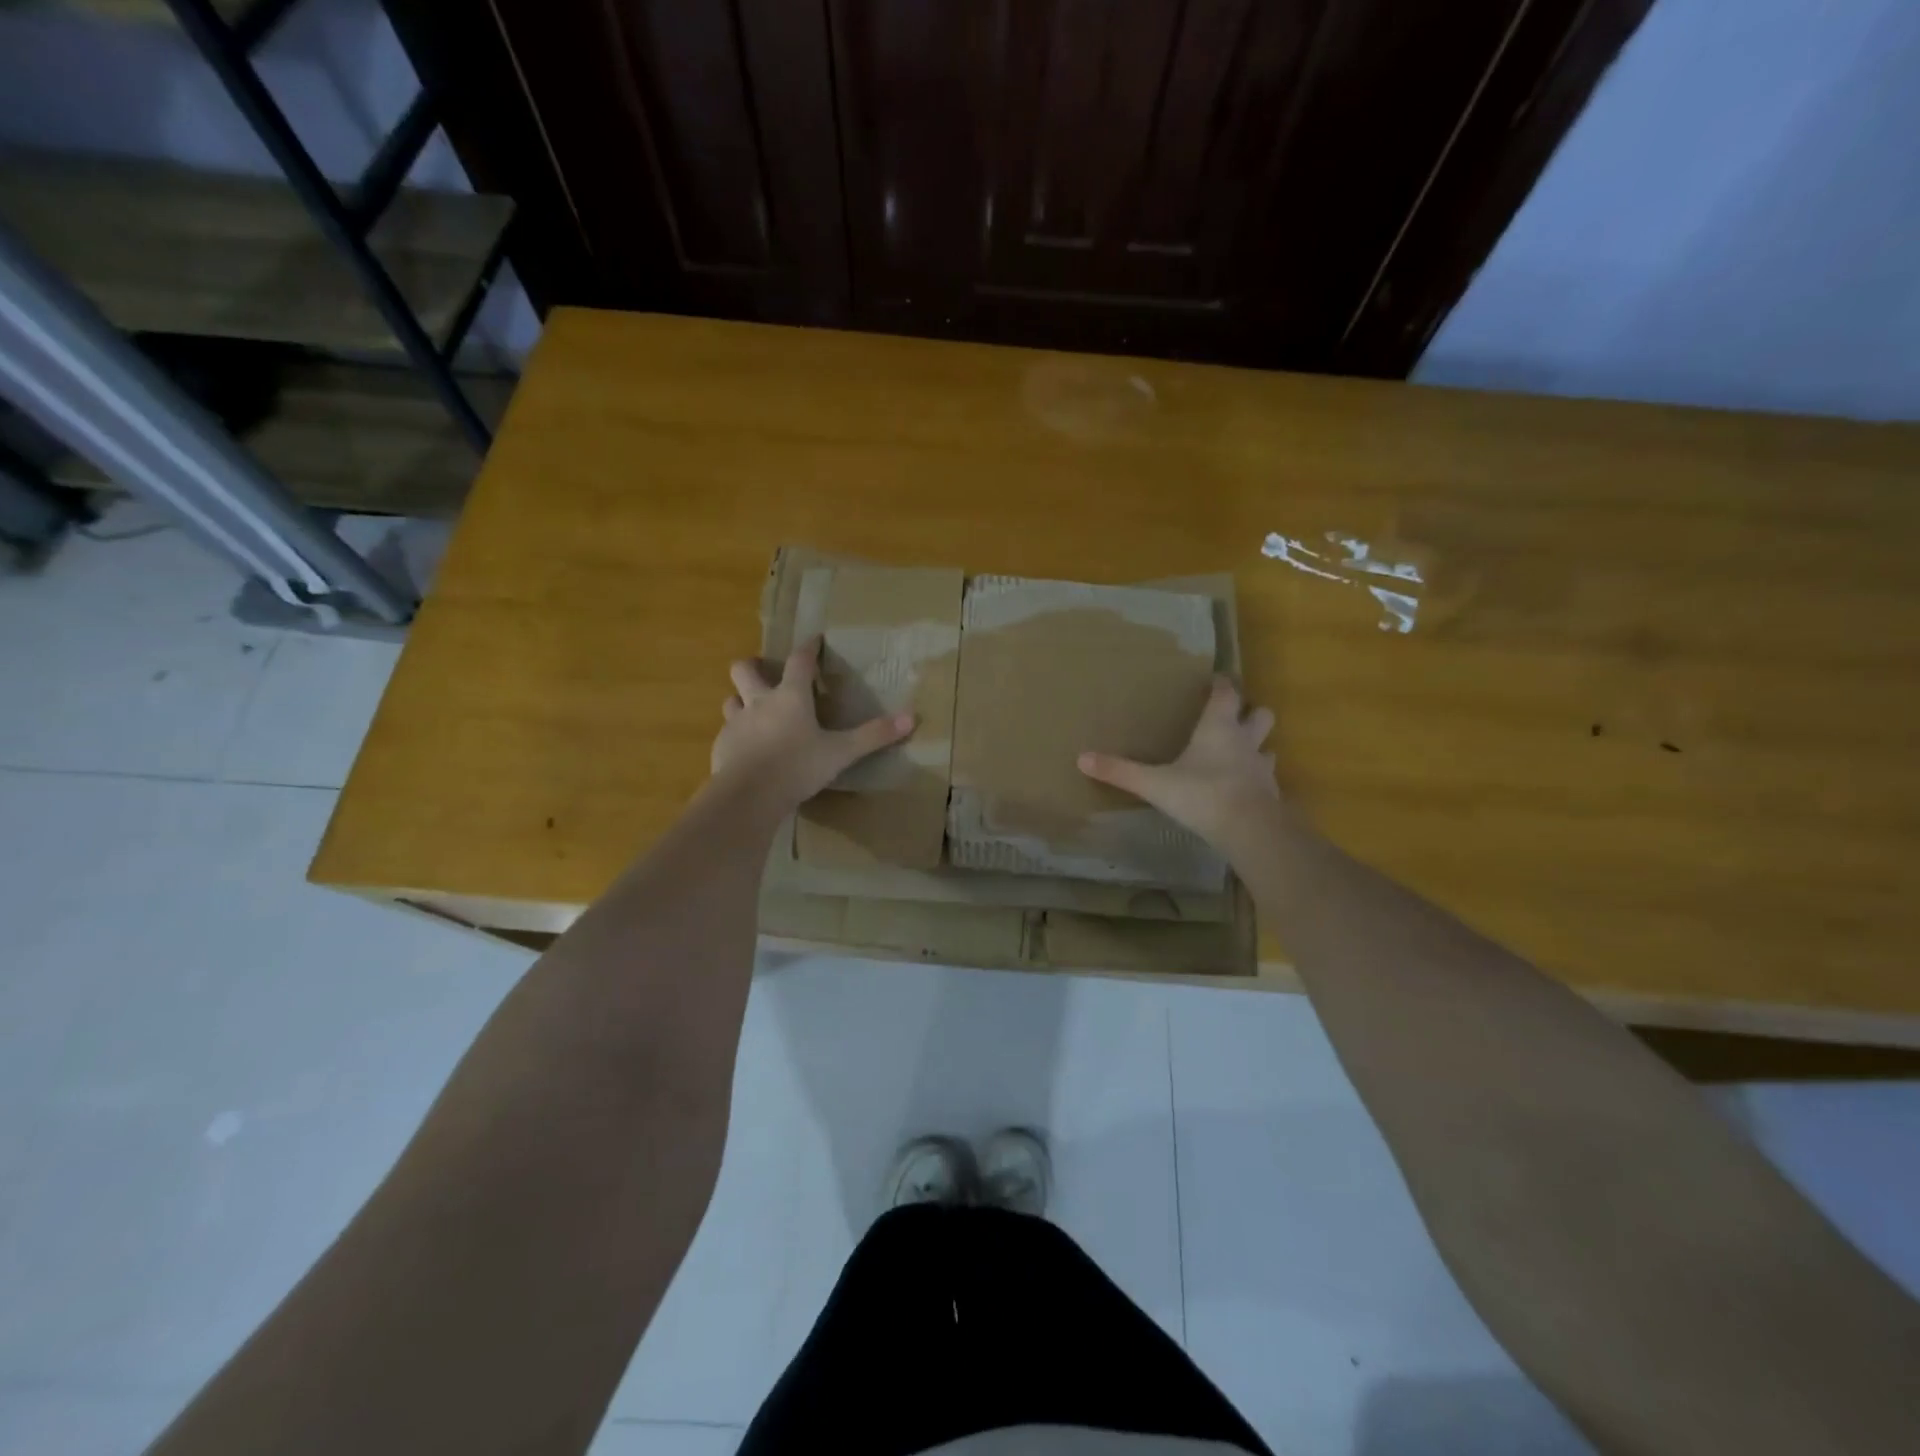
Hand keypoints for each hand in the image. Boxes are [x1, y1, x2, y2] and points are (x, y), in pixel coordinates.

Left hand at [712, 637, 915, 809]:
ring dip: (740, 700)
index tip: (814, 639)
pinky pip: (727, 732)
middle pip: (745, 670)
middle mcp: (760, 702)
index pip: (799, 661)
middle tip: (765, 673)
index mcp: (791, 697)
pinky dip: (737, 735)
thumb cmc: (798, 766)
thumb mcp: (842, 753)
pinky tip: (746, 750)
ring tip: (753, 711)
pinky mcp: (722, 747)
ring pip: (731, 699)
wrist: (749, 795)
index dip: (808, 648)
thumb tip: (911, 717)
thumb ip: (874, 735)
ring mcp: (736, 724)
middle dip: (753, 666)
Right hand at [1078, 675, 1281, 856]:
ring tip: (1240, 753)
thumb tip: (1081, 758)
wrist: (1249, 829)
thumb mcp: (1154, 783)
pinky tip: (1243, 789)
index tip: (1215, 679)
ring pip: (1267, 746)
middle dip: (1250, 712)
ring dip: (1257, 746)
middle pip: (1260, 714)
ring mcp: (1261, 768)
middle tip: (1233, 716)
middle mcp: (1244, 741)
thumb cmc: (1202, 794)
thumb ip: (1120, 771)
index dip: (1221, 684)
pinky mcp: (1270, 793)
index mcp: (1218, 728)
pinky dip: (1257, 779)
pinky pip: (1266, 779)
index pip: (1226, 694)